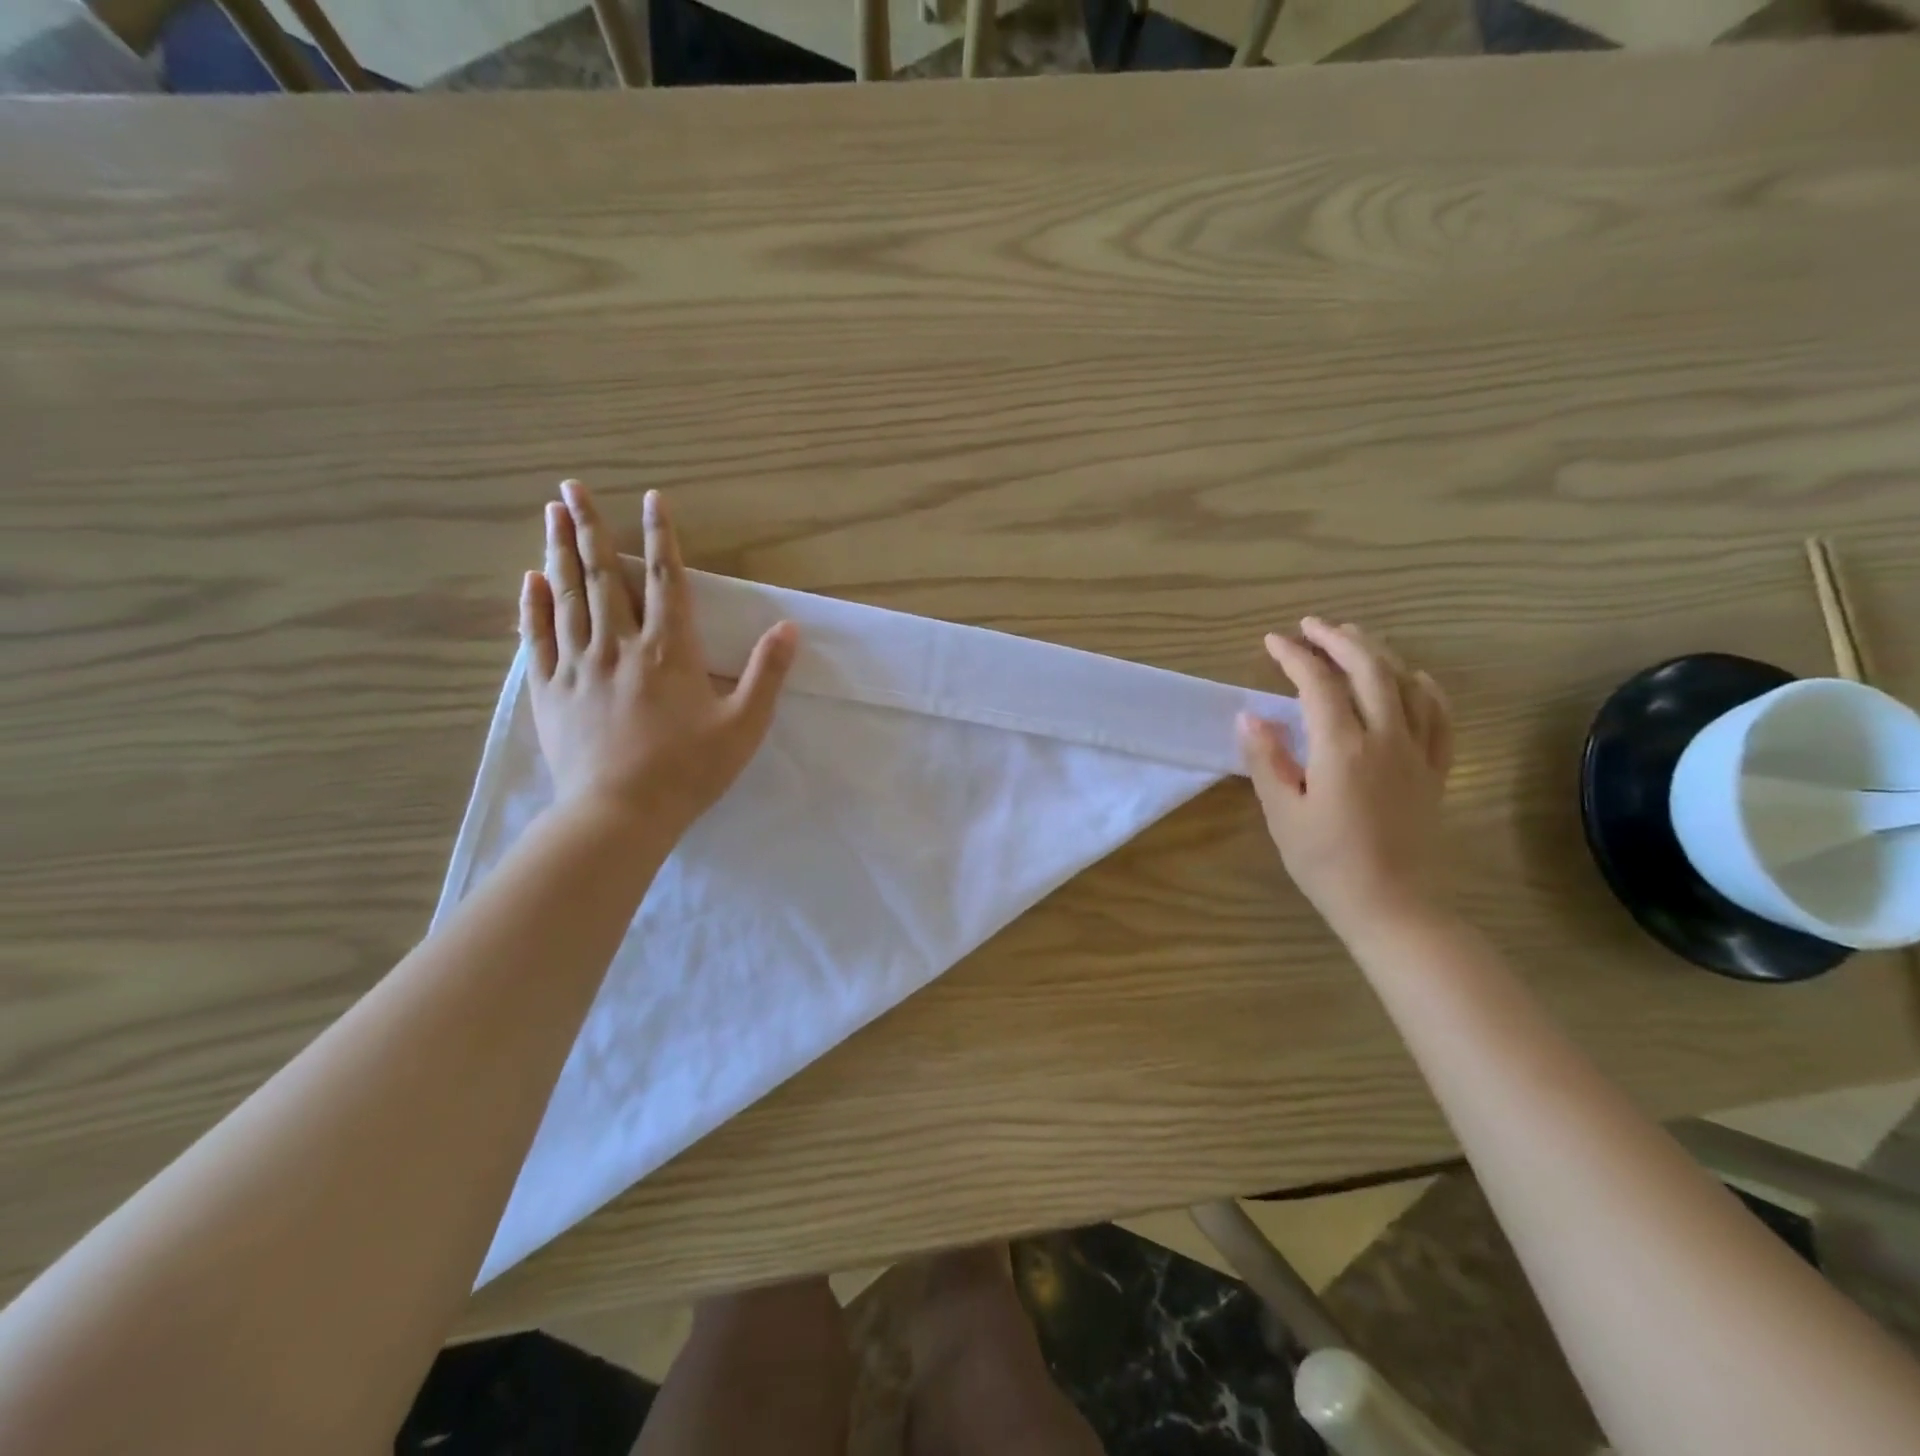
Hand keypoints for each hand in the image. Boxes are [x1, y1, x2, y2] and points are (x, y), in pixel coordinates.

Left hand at [520, 480, 796, 834]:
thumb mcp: (744, 726)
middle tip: (571, 486)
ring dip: (559, 552)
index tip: (651, 499)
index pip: (663, 579)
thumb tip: (789, 628)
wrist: (620, 814)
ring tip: (550, 514)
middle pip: (602, 576)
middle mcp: (619, 646)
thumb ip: (766, 674)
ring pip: (567, 597)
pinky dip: (533, 606)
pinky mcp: (551, 692)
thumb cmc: (688, 770)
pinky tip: (529, 580)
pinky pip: (538, 639)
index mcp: (668, 651)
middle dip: (589, 526)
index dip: (660, 536)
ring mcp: (578, 666)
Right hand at [1237, 618, 1453, 942]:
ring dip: (1378, 653)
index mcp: (1342, 748)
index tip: (1272, 641)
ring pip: (1406, 683)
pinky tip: (1412, 676)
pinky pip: (1440, 715)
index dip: (1294, 656)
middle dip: (1338, 639)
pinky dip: (1425, 687)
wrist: (1393, 906)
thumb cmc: (1327, 863)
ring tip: (1353, 637)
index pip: (1318, 684)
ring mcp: (1418, 751)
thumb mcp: (1283, 813)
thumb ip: (1267, 759)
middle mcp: (1386, 738)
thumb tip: (1249, 715)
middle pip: (1368, 669)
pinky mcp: (1436, 769)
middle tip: (1310, 626)